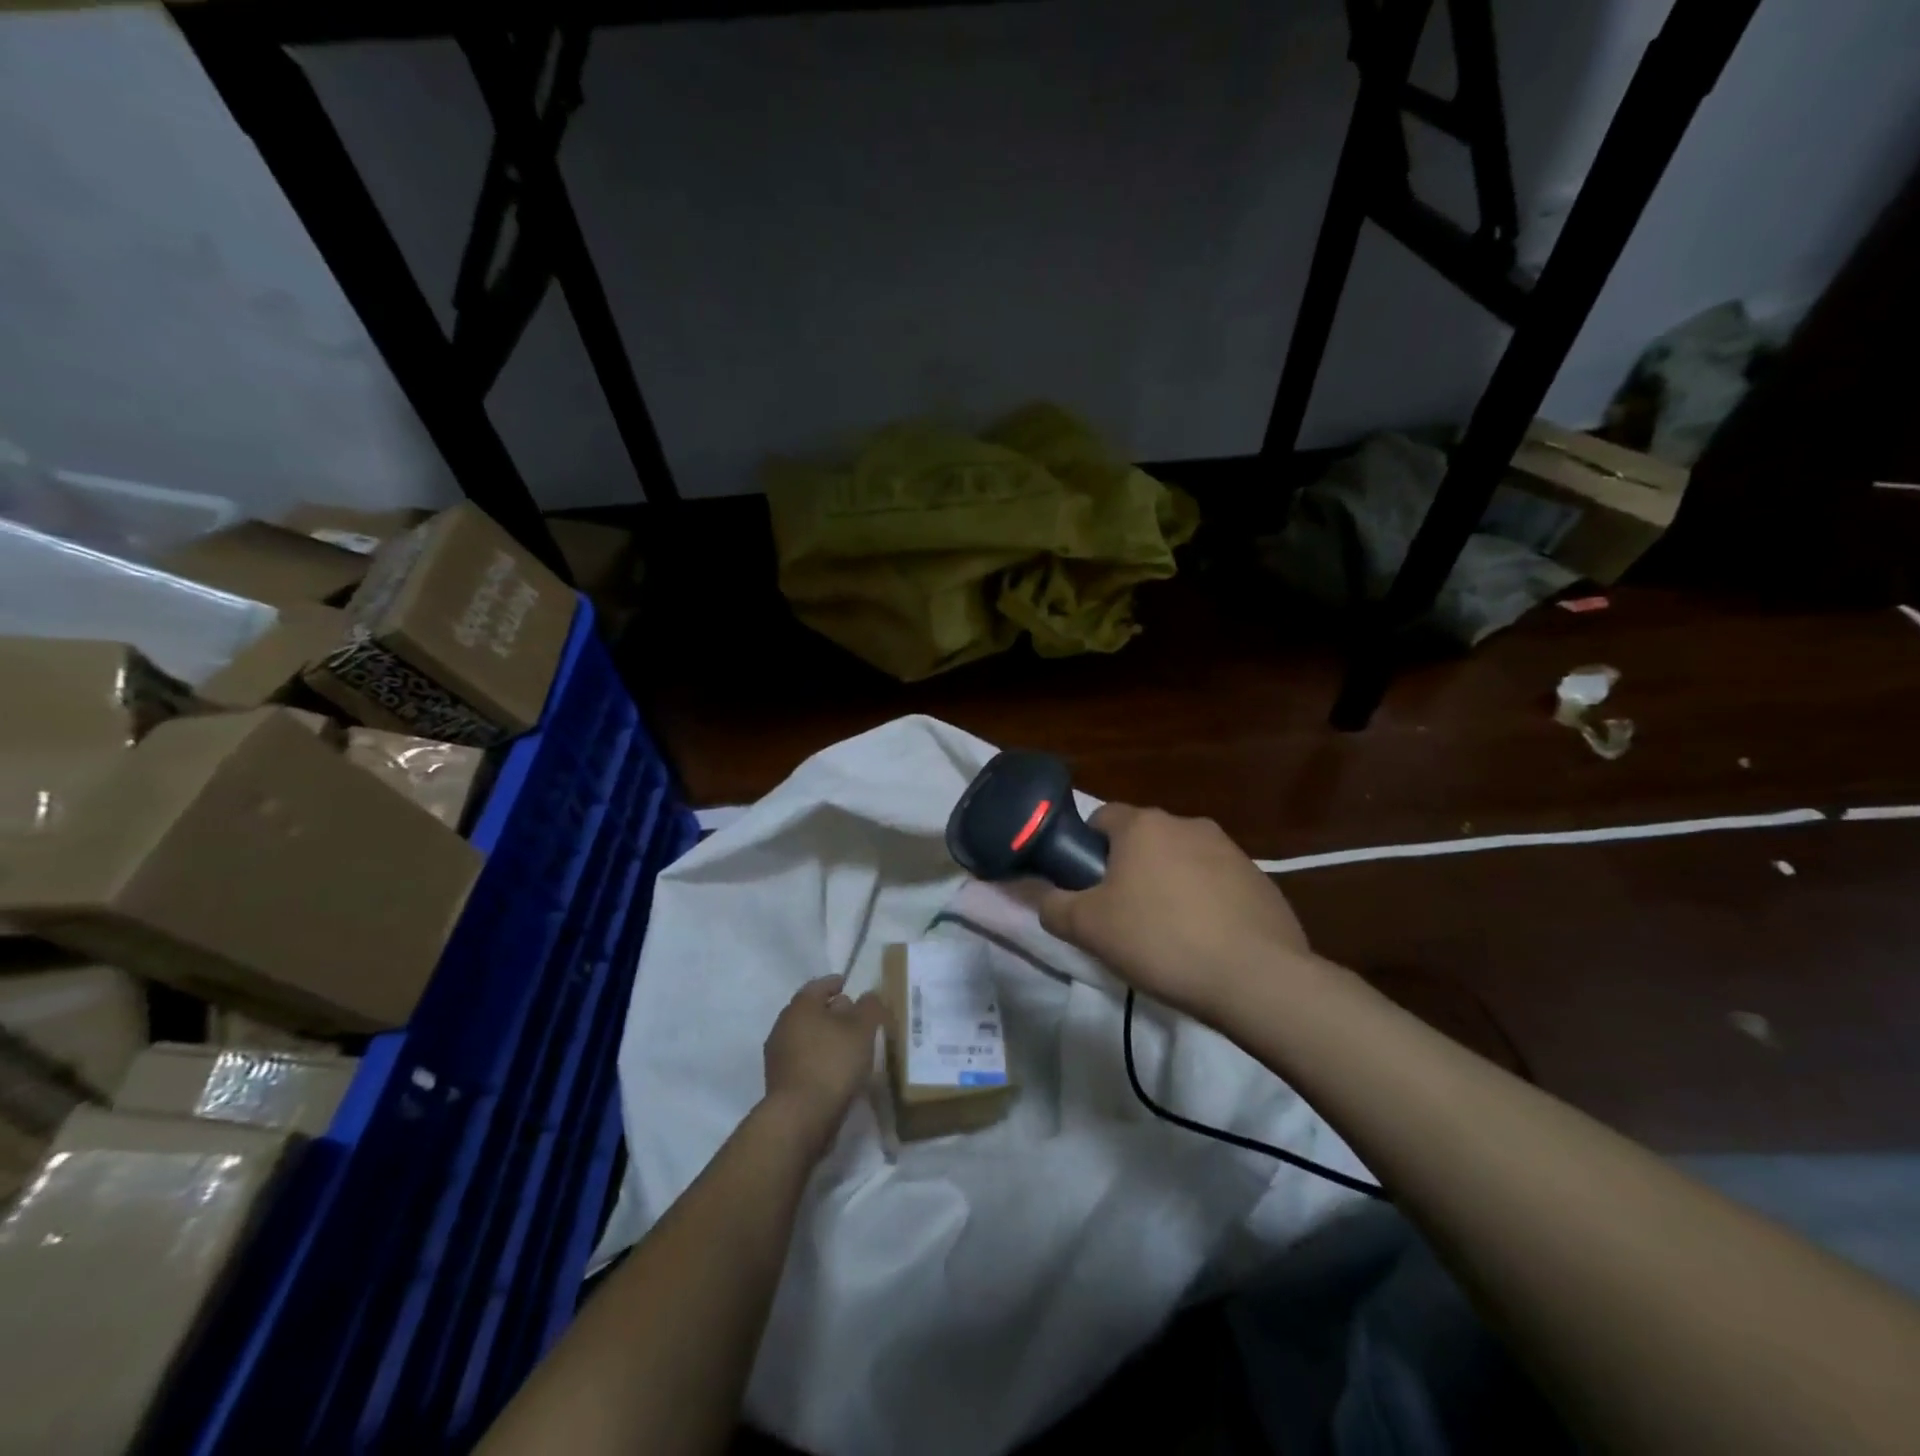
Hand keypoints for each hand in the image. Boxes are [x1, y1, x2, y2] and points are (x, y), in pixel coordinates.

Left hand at [761, 975, 885, 1153]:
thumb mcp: (862, 1030)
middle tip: (853, 1015)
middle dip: (830, 1010)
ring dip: (824, 1036)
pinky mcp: (779, 1081)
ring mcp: (778, 1055)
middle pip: (810, 1011)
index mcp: (800, 1006)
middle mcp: (783, 1025)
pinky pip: (803, 1059)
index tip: (847, 984)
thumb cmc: (832, 1063)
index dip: (834, 983)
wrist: (799, 1118)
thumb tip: (868, 995)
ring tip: (848, 1044)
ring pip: (805, 1036)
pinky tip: (835, 1068)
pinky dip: (818, 1057)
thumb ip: (869, 1007)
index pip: (818, 986)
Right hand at [1035, 803, 1313, 1025]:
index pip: (1100, 817)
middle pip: (1143, 840)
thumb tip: (1038, 894)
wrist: (1256, 978)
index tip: (1085, 886)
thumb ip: (1051, 906)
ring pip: (1181, 860)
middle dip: (1128, 869)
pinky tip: (1205, 942)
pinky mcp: (1260, 880)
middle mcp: (1187, 824)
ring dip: (1168, 884)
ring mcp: (1230, 850)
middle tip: (1121, 915)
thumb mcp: (1088, 928)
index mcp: (1143, 825)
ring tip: (1167, 934)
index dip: (1085, 848)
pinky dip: (1205, 902)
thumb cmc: (1160, 941)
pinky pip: (1217, 883)